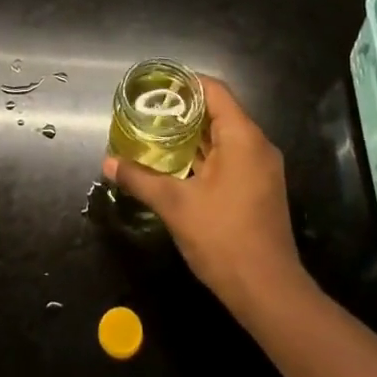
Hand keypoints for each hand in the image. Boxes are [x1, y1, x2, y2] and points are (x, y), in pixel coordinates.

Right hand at [102, 77, 307, 314]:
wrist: (268, 293)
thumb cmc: (223, 238)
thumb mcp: (175, 205)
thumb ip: (140, 178)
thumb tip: (108, 162)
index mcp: (242, 137)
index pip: (214, 90)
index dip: (184, 83)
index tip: (155, 88)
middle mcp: (257, 146)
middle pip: (218, 112)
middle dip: (182, 111)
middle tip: (147, 112)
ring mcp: (261, 169)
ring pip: (224, 138)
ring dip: (192, 136)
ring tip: (155, 135)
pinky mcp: (259, 189)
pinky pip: (230, 158)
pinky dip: (204, 156)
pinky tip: (176, 166)